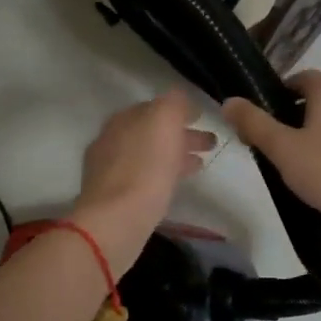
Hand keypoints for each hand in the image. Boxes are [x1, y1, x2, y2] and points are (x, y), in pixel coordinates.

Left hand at [73, 90, 215, 272]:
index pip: (154, 107)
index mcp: (123, 119)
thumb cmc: (145, 167)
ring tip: (201, 165)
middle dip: (181, 135)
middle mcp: (112, 140)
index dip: (179, 111)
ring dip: (176, 156)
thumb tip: (180, 99)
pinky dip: (164, 175)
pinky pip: (146, 178)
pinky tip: (177, 184)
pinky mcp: (114, 198)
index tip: (202, 118)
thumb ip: (174, 103)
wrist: (117, 220)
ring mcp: (110, 170)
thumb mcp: (164, 120)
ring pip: (150, 156)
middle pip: (152, 133)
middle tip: (210, 143)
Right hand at [222, 71, 320, 248]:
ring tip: (290, 161)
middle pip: (317, 99)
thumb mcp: (282, 147)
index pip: (303, 77)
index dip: (281, 90)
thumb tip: (229, 101)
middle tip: (270, 140)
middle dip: (292, 114)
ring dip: (311, 134)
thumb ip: (254, 123)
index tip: (263, 113)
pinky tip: (317, 174)